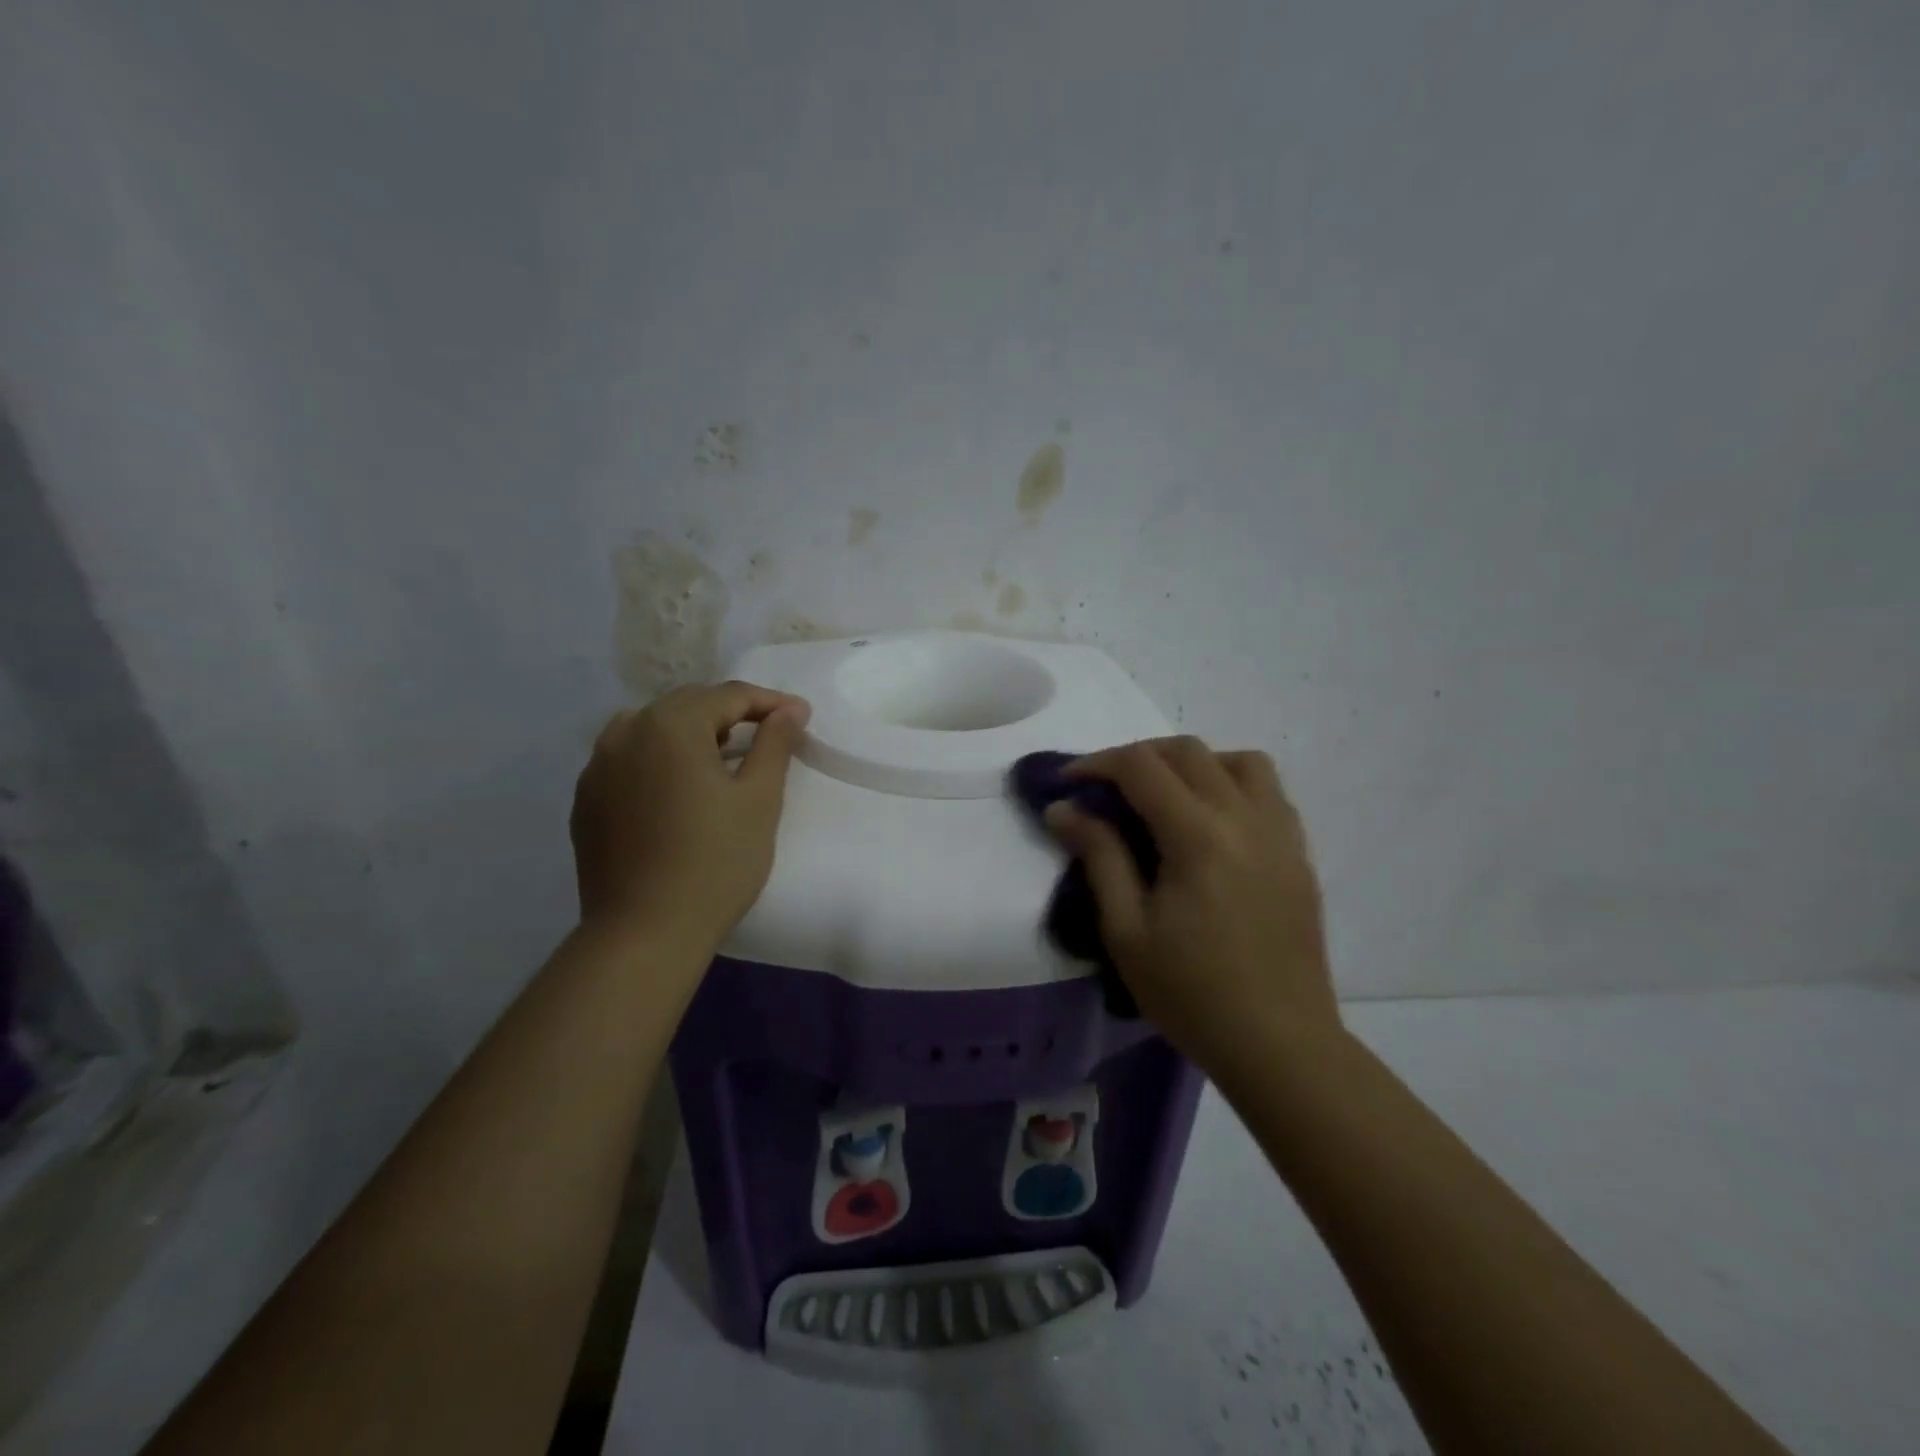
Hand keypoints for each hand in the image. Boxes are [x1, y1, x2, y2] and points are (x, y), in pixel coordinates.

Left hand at [571, 681, 810, 951]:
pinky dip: (659, 758)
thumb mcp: (759, 799)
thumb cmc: (715, 862)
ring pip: (652, 727)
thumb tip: (790, 710)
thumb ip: (775, 743)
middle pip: (687, 704)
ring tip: (720, 756)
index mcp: (670, 725)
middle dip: (730, 712)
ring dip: (691, 731)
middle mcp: (626, 732)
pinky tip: (677, 787)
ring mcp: (597, 766)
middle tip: (766, 735)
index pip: (728, 695)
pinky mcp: (586, 799)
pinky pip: (627, 758)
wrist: (645, 932)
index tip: (800, 717)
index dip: (770, 702)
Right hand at [1044, 737, 1337, 1065]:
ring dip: (1193, 763)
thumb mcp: (1126, 930)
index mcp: (1198, 836)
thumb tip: (1063, 808)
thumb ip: (1098, 856)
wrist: (1280, 1044)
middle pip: (1187, 751)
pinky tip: (1212, 821)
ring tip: (1166, 796)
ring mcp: (1281, 833)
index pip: (1141, 766)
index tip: (1067, 784)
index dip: (1096, 764)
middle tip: (1106, 789)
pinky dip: (1232, 783)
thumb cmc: (1192, 994)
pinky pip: (1268, 791)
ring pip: (1239, 760)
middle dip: (1138, 756)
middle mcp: (1245, 818)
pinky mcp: (1299, 854)